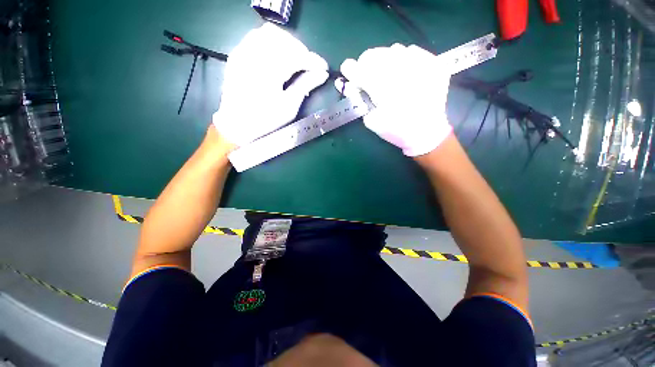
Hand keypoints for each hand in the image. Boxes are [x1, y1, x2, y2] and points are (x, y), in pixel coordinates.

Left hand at [213, 23, 328, 146]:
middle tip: (309, 65)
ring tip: (295, 58)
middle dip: (302, 50)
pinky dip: (272, 41)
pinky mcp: (237, 54)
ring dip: (287, 43)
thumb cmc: (265, 120)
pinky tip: (278, 55)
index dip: (314, 60)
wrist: (236, 125)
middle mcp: (254, 55)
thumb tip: (322, 74)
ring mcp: (243, 52)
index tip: (324, 68)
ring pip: (270, 33)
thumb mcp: (288, 107)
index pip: (297, 56)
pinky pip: (256, 36)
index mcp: (269, 72)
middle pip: (284, 40)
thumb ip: (305, 86)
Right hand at [335, 44, 451, 156]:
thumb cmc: (396, 130)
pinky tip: (405, 74)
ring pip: (392, 50)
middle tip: (369, 77)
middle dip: (366, 65)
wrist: (427, 132)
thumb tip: (349, 84)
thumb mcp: (371, 121)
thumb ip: (358, 100)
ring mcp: (418, 63)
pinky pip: (411, 51)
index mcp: (380, 87)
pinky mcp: (433, 62)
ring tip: (389, 76)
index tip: (349, 72)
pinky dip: (403, 60)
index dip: (349, 70)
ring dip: (385, 62)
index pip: (356, 68)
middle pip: (373, 54)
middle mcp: (399, 69)